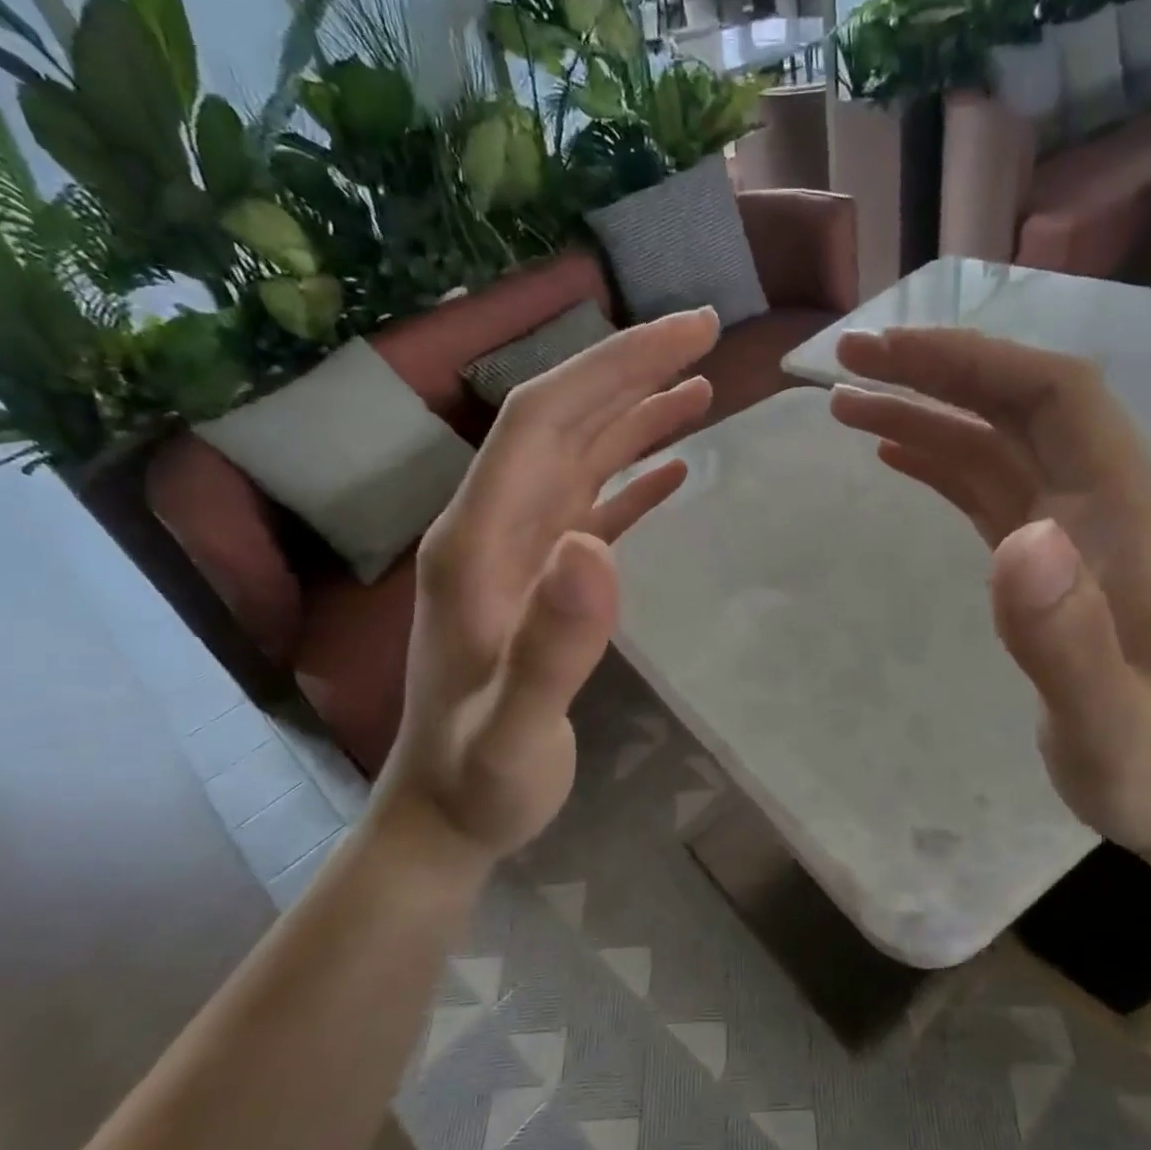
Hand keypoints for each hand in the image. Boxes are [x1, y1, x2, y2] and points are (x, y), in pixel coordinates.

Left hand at [372, 309, 719, 859]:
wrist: (444, 816)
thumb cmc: (480, 779)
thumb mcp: (516, 729)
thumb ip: (553, 645)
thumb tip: (596, 545)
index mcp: (478, 543)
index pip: (543, 422)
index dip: (612, 367)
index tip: (685, 333)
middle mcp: (492, 530)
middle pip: (561, 423)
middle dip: (630, 369)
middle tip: (706, 334)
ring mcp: (515, 555)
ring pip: (577, 459)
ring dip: (635, 416)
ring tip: (701, 388)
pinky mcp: (539, 582)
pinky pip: (588, 509)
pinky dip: (631, 480)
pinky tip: (673, 470)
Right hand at [830, 328, 1150, 860]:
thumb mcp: (1105, 724)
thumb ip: (1067, 639)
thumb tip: (1018, 538)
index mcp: (1126, 515)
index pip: (1053, 396)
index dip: (972, 362)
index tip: (886, 354)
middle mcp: (1103, 503)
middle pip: (1020, 403)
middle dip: (936, 371)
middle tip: (846, 361)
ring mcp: (1075, 531)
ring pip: (997, 442)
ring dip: (926, 413)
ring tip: (846, 406)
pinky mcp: (1051, 561)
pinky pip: (991, 488)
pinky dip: (941, 460)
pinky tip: (896, 455)